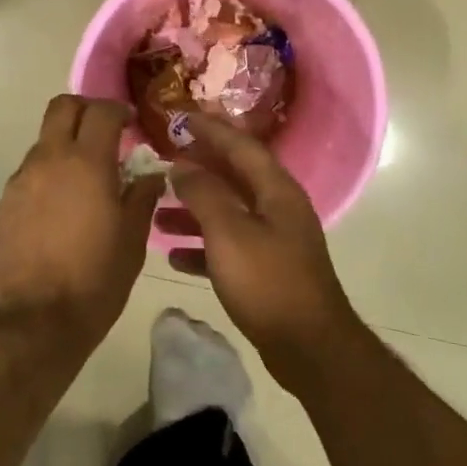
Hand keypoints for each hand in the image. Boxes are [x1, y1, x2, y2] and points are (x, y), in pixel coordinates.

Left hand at [0, 95, 165, 350]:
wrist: (28, 326)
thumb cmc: (92, 283)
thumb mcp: (131, 243)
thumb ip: (141, 199)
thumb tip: (150, 175)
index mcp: (85, 164)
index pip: (100, 111)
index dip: (117, 110)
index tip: (130, 124)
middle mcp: (48, 161)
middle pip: (61, 108)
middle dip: (85, 110)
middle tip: (105, 134)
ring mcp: (20, 182)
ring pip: (44, 143)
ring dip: (66, 148)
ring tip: (86, 183)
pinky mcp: (3, 205)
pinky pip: (30, 175)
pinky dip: (49, 177)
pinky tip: (62, 212)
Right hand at [159, 115, 362, 390]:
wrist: (309, 347)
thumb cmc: (267, 282)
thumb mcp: (229, 233)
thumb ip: (204, 194)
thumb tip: (183, 165)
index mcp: (276, 190)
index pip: (241, 146)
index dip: (210, 130)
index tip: (179, 118)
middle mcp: (278, 207)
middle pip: (234, 177)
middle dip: (198, 168)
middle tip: (164, 161)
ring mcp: (275, 240)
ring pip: (229, 213)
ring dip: (194, 210)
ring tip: (158, 212)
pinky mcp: (267, 270)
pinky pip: (230, 246)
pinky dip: (203, 246)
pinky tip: (175, 256)